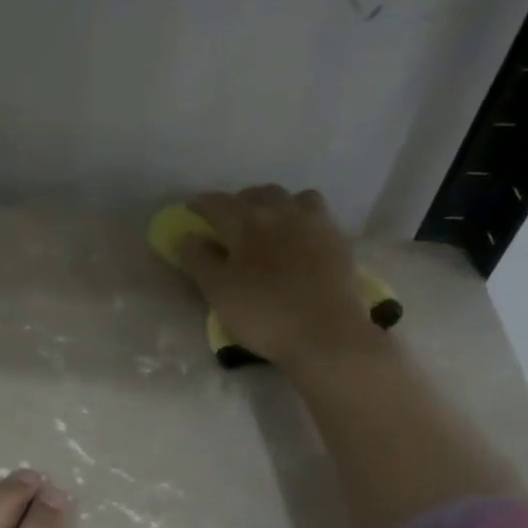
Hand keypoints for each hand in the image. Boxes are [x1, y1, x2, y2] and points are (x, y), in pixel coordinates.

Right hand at [181, 185, 385, 369]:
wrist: (325, 333)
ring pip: (292, 198)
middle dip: (239, 201)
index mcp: (247, 222)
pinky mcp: (338, 240)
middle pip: (257, 194)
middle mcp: (281, 212)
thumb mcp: (218, 291)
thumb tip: (188, 236)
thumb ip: (199, 260)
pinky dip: (301, 217)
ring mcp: (314, 223)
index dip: (201, 204)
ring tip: (268, 222)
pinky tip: (299, 235)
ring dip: (274, 204)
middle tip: (229, 219)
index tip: (190, 207)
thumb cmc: (263, 314)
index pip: (218, 204)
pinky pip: (316, 215)